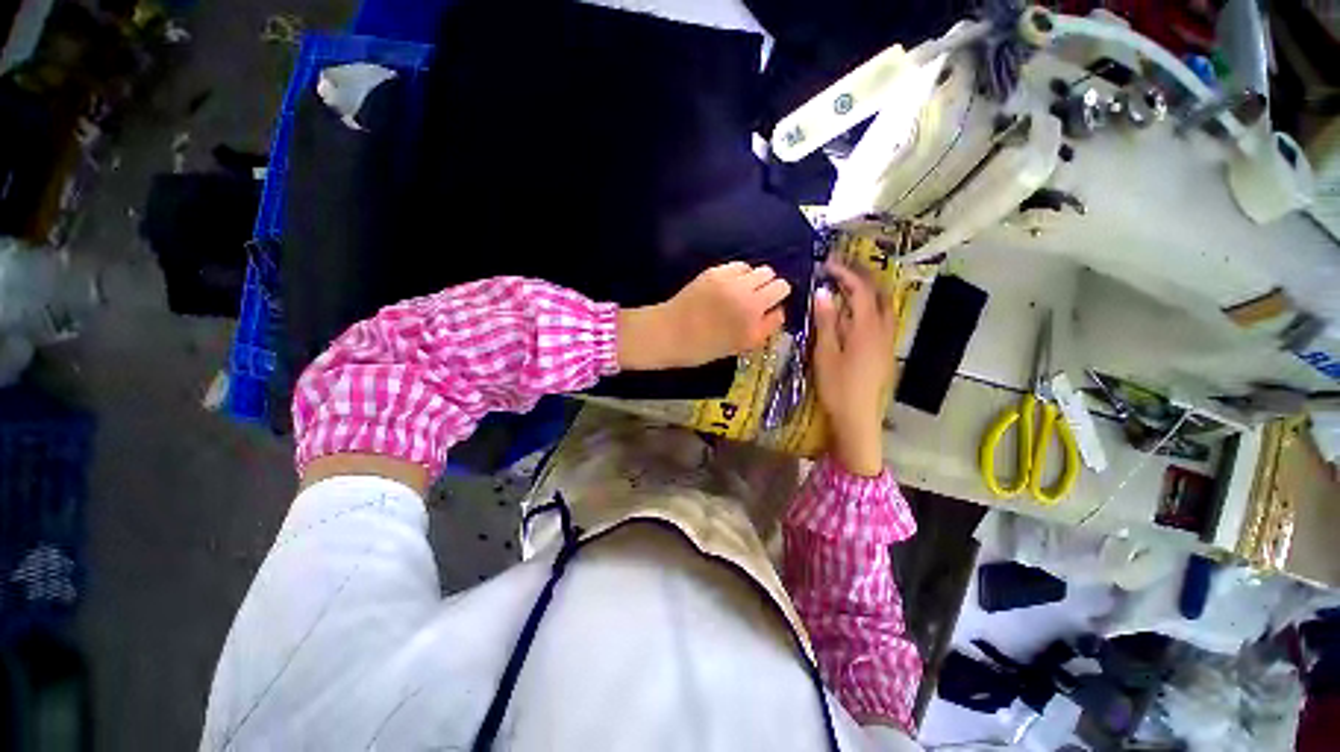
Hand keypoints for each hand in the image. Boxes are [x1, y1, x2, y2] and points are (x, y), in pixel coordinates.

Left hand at [618, 261, 790, 369]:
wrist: (669, 333)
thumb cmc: (704, 347)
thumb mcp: (740, 346)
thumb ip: (764, 328)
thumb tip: (779, 310)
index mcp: (753, 316)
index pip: (782, 294)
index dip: (778, 300)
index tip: (770, 309)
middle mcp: (746, 295)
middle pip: (774, 278)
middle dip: (771, 288)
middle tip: (757, 300)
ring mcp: (730, 281)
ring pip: (759, 269)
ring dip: (756, 279)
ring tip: (742, 292)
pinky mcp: (715, 272)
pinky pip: (740, 266)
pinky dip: (740, 274)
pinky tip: (729, 285)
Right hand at [812, 260, 897, 476]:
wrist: (858, 417)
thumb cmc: (837, 387)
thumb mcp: (825, 353)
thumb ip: (826, 322)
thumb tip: (824, 292)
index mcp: (867, 328)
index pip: (860, 290)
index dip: (845, 273)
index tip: (827, 264)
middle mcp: (883, 329)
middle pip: (878, 292)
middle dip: (861, 275)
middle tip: (840, 267)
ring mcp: (887, 340)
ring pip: (883, 304)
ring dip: (868, 289)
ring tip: (848, 283)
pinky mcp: (885, 350)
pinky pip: (882, 317)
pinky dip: (870, 305)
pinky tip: (856, 311)